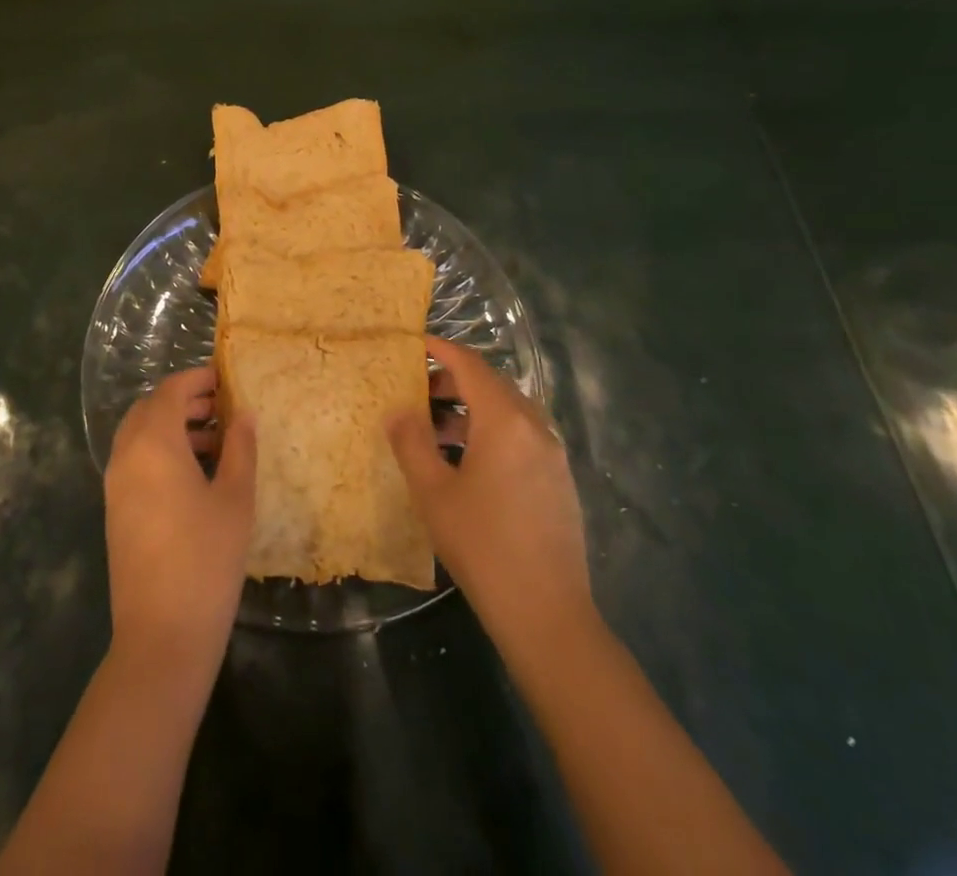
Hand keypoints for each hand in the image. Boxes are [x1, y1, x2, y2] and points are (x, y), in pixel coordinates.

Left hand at [105, 366, 255, 673]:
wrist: (161, 635)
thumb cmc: (206, 559)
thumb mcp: (235, 498)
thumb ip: (241, 448)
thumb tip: (244, 413)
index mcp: (154, 443)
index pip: (170, 390)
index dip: (197, 378)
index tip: (225, 379)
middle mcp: (126, 455)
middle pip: (150, 408)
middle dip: (184, 400)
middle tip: (221, 408)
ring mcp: (115, 484)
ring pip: (140, 434)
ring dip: (171, 426)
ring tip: (214, 441)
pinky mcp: (115, 510)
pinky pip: (135, 460)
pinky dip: (159, 451)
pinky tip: (193, 475)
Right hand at [387, 337, 594, 663]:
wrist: (546, 613)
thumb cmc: (481, 544)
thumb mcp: (432, 491)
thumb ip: (411, 442)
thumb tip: (398, 409)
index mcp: (504, 421)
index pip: (471, 366)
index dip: (442, 350)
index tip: (415, 342)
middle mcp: (535, 427)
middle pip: (492, 385)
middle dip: (454, 380)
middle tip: (418, 389)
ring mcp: (553, 455)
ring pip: (509, 412)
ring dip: (472, 409)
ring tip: (436, 430)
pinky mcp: (559, 481)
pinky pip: (522, 436)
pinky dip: (492, 432)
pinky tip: (469, 463)